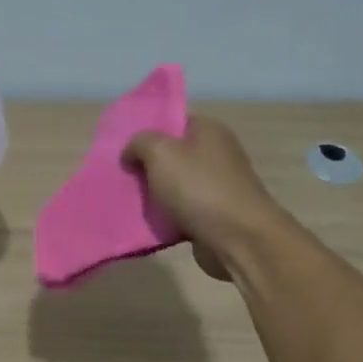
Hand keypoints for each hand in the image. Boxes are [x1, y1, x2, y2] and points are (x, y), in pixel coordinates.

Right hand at [123, 117, 278, 280]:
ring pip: (175, 184)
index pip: (173, 121)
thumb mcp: (160, 153)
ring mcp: (218, 186)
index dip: (147, 132)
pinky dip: (166, 216)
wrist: (239, 239)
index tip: (123, 147)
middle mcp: (217, 154)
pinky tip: (147, 222)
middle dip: (147, 165)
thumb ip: (139, 143)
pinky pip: (182, 210)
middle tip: (122, 175)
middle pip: (172, 154)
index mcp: (208, 130)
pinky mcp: (216, 214)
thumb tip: (131, 153)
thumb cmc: (199, 188)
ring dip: (154, 193)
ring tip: (128, 200)